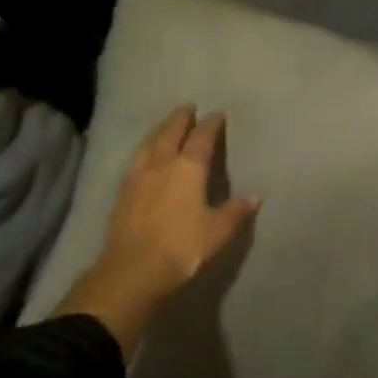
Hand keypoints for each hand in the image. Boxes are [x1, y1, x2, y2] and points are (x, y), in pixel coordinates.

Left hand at [55, 105, 259, 353]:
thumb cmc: (182, 248)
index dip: (211, 125)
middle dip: (180, 118)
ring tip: (165, 124)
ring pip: (149, 142)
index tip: (217, 114)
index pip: (202, 138)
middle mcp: (162, 163)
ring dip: (159, 129)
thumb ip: (235, 212)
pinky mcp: (122, 191)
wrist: (132, 269)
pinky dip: (145, 148)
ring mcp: (138, 175)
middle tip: (188, 107)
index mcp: (188, 168)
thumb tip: (255, 197)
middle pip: (170, 132)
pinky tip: (145, 154)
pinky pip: (136, 158)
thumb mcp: (217, 232)